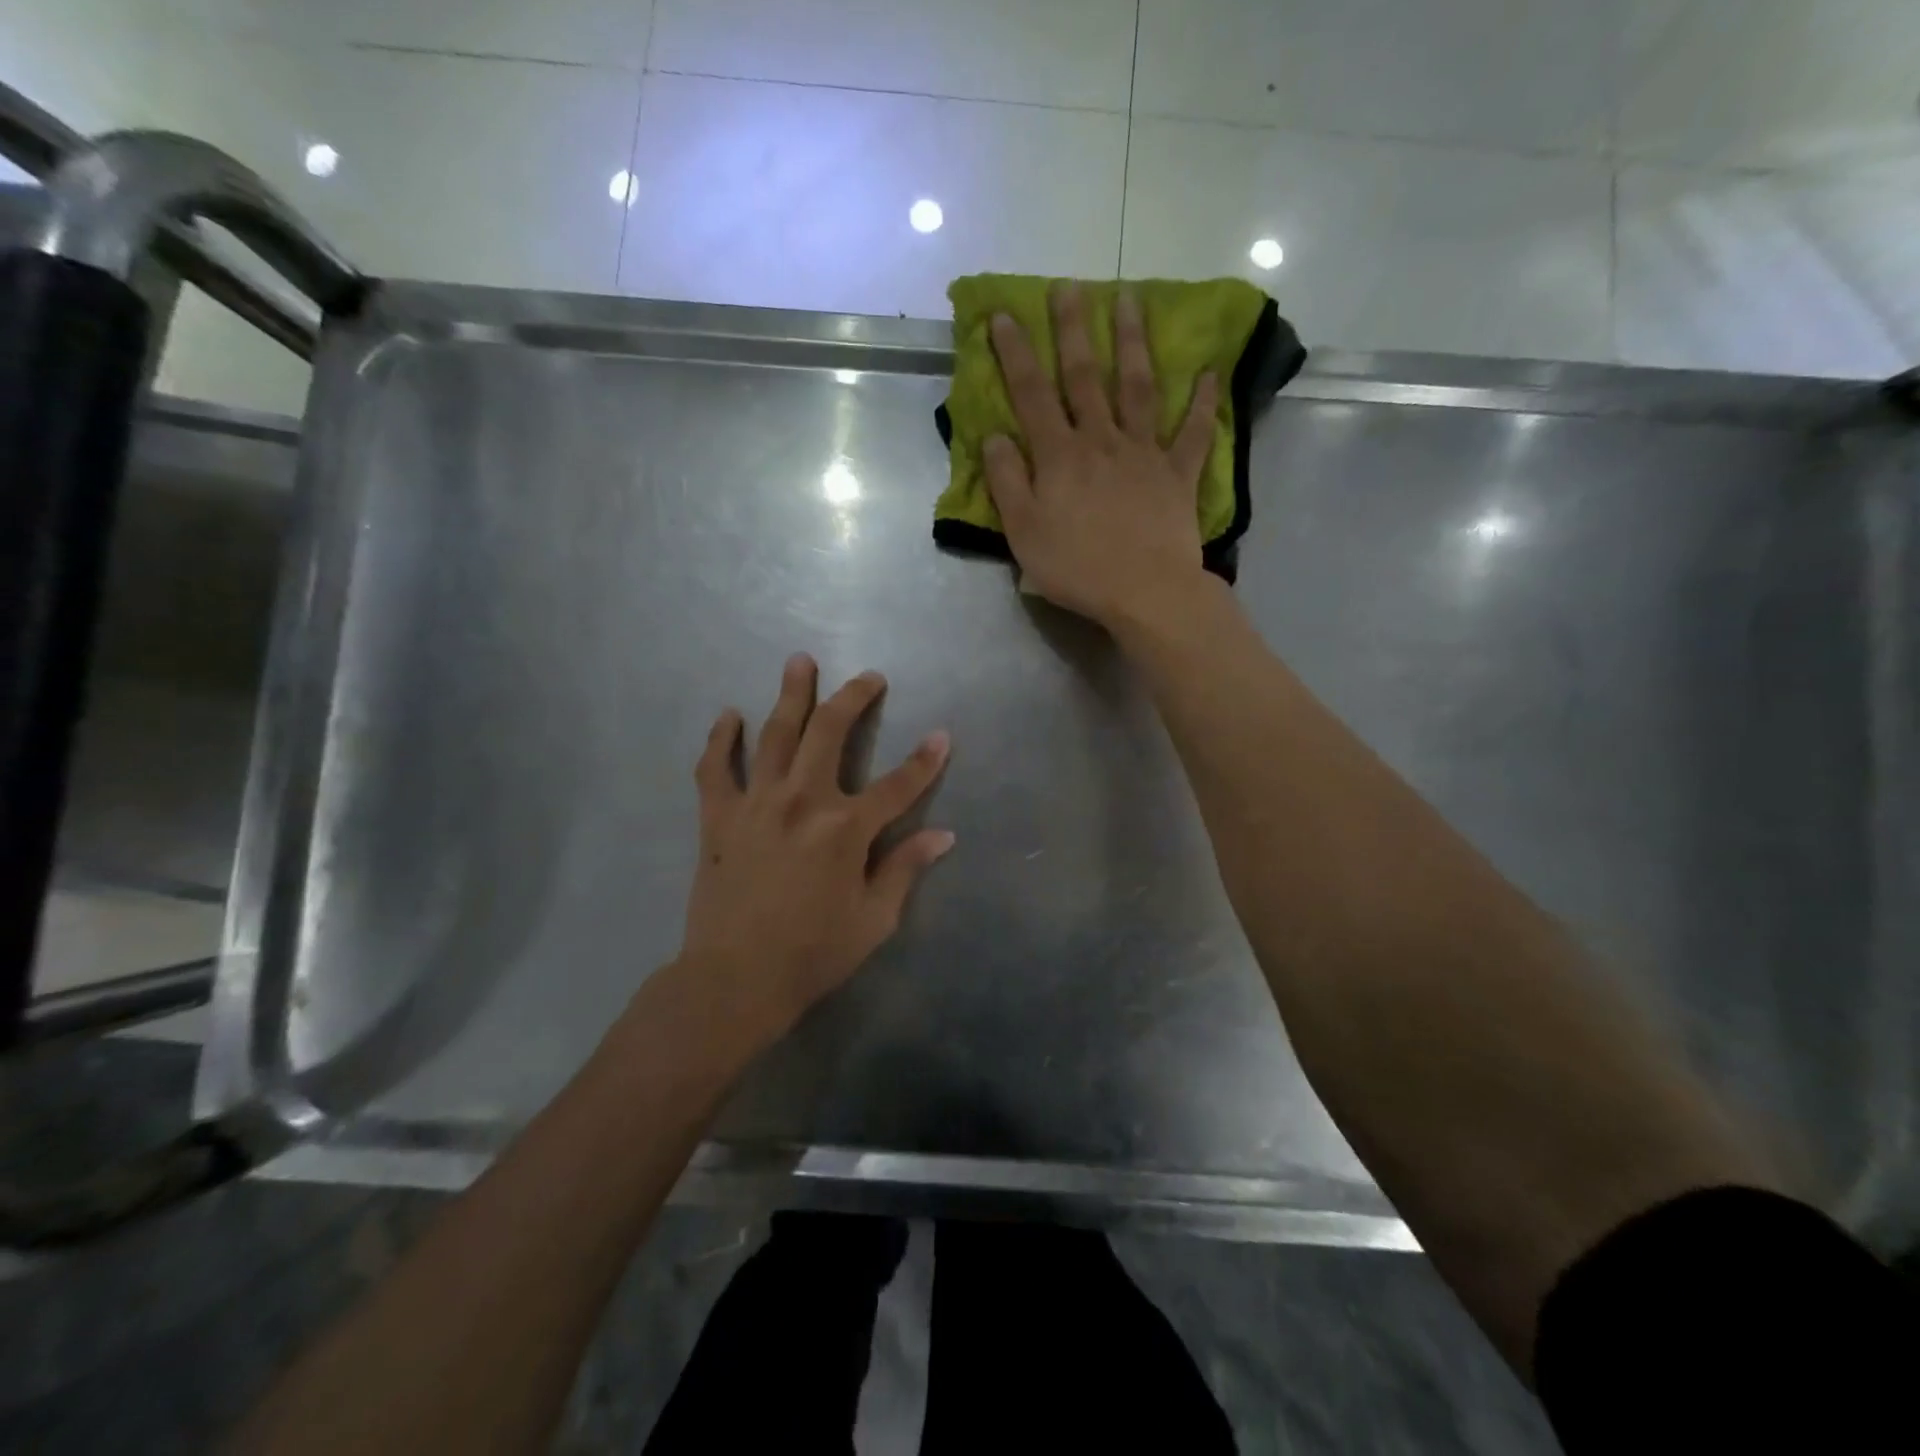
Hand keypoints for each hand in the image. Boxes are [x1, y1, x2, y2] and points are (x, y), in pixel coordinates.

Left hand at [679, 654, 954, 1036]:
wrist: (735, 980)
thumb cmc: (813, 954)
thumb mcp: (873, 919)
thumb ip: (904, 868)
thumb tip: (943, 835)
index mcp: (845, 829)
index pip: (898, 785)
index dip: (925, 760)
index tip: (942, 735)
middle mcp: (803, 801)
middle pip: (831, 732)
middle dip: (854, 698)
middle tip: (869, 676)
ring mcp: (756, 804)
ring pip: (775, 734)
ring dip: (790, 695)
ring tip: (799, 662)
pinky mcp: (719, 817)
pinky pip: (715, 768)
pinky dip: (721, 739)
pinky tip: (729, 715)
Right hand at [984, 282, 1218, 627]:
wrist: (1144, 592)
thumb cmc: (1076, 567)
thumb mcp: (1023, 532)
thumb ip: (1007, 481)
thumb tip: (996, 436)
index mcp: (1060, 456)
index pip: (1032, 394)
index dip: (1016, 353)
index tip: (1004, 314)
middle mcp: (1101, 441)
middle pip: (1086, 377)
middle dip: (1074, 329)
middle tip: (1069, 286)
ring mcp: (1144, 453)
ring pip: (1138, 388)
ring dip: (1134, 343)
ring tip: (1131, 300)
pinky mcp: (1178, 475)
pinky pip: (1193, 433)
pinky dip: (1202, 403)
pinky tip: (1209, 373)